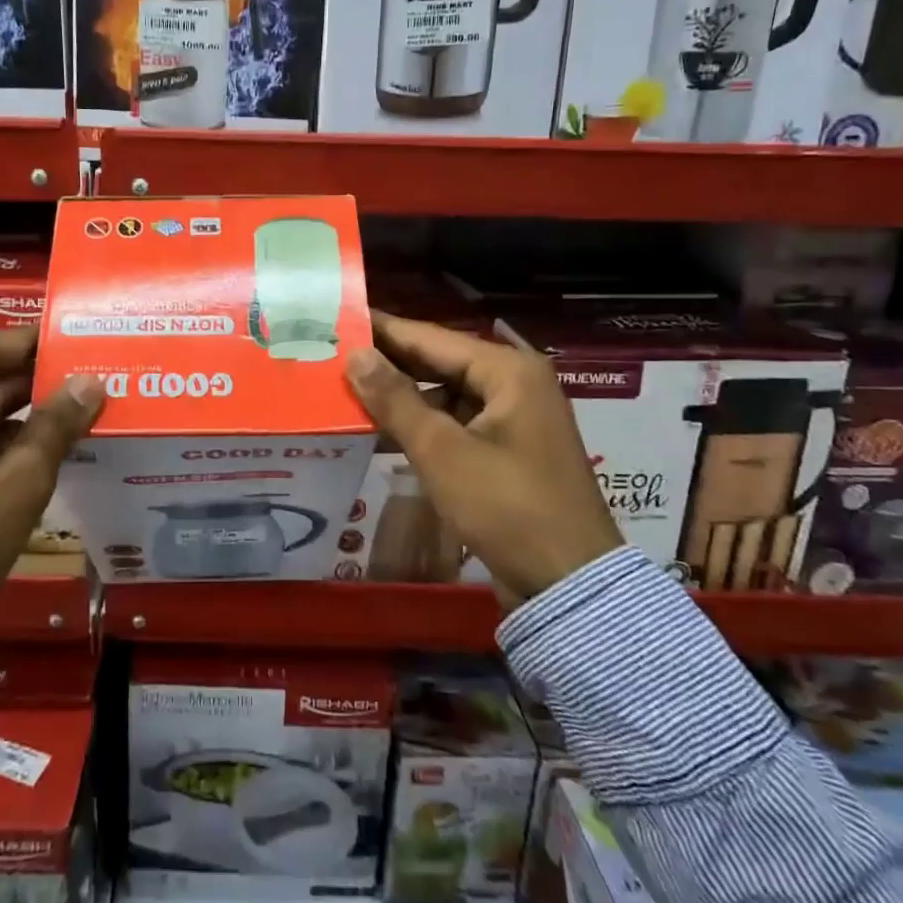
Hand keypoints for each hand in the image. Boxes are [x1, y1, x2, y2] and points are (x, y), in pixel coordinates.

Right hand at [344, 311, 622, 601]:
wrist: (568, 584)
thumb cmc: (506, 508)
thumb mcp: (442, 451)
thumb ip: (395, 399)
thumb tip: (355, 355)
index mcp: (508, 370)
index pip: (430, 337)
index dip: (382, 330)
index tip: (338, 319)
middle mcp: (515, 382)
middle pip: (439, 362)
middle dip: (389, 363)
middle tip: (333, 355)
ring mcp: (514, 417)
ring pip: (445, 393)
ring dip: (402, 396)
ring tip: (347, 391)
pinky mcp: (508, 448)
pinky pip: (456, 422)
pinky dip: (423, 424)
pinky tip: (381, 430)